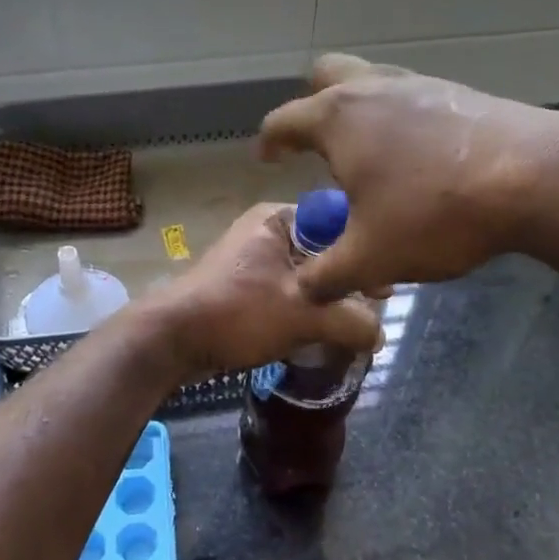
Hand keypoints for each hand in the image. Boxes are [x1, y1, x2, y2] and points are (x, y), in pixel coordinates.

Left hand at [141, 203, 383, 378]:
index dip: (364, 252)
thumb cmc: (237, 312)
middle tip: (376, 306)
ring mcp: (250, 258)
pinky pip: (286, 289)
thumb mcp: (302, 315)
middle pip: (322, 249)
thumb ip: (349, 321)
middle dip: (348, 279)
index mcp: (278, 220)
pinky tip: (321, 329)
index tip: (387, 285)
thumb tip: (380, 334)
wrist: (171, 339)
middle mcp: (264, 231)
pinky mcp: (241, 285)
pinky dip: (305, 306)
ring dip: (328, 296)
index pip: (337, 222)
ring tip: (353, 322)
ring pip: (305, 272)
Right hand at [259, 53, 558, 299]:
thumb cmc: (435, 213)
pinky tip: (419, 156)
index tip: (265, 157)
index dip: (268, 141)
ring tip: (369, 153)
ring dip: (360, 109)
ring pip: (373, 79)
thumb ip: (327, 277)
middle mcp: (373, 88)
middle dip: (312, 104)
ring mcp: (419, 83)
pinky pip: (412, 95)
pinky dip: (401, 117)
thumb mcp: (371, 258)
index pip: (284, 120)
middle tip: (316, 143)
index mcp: (338, 119)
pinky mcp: (459, 92)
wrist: (536, 178)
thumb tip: (304, 291)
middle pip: (326, 75)